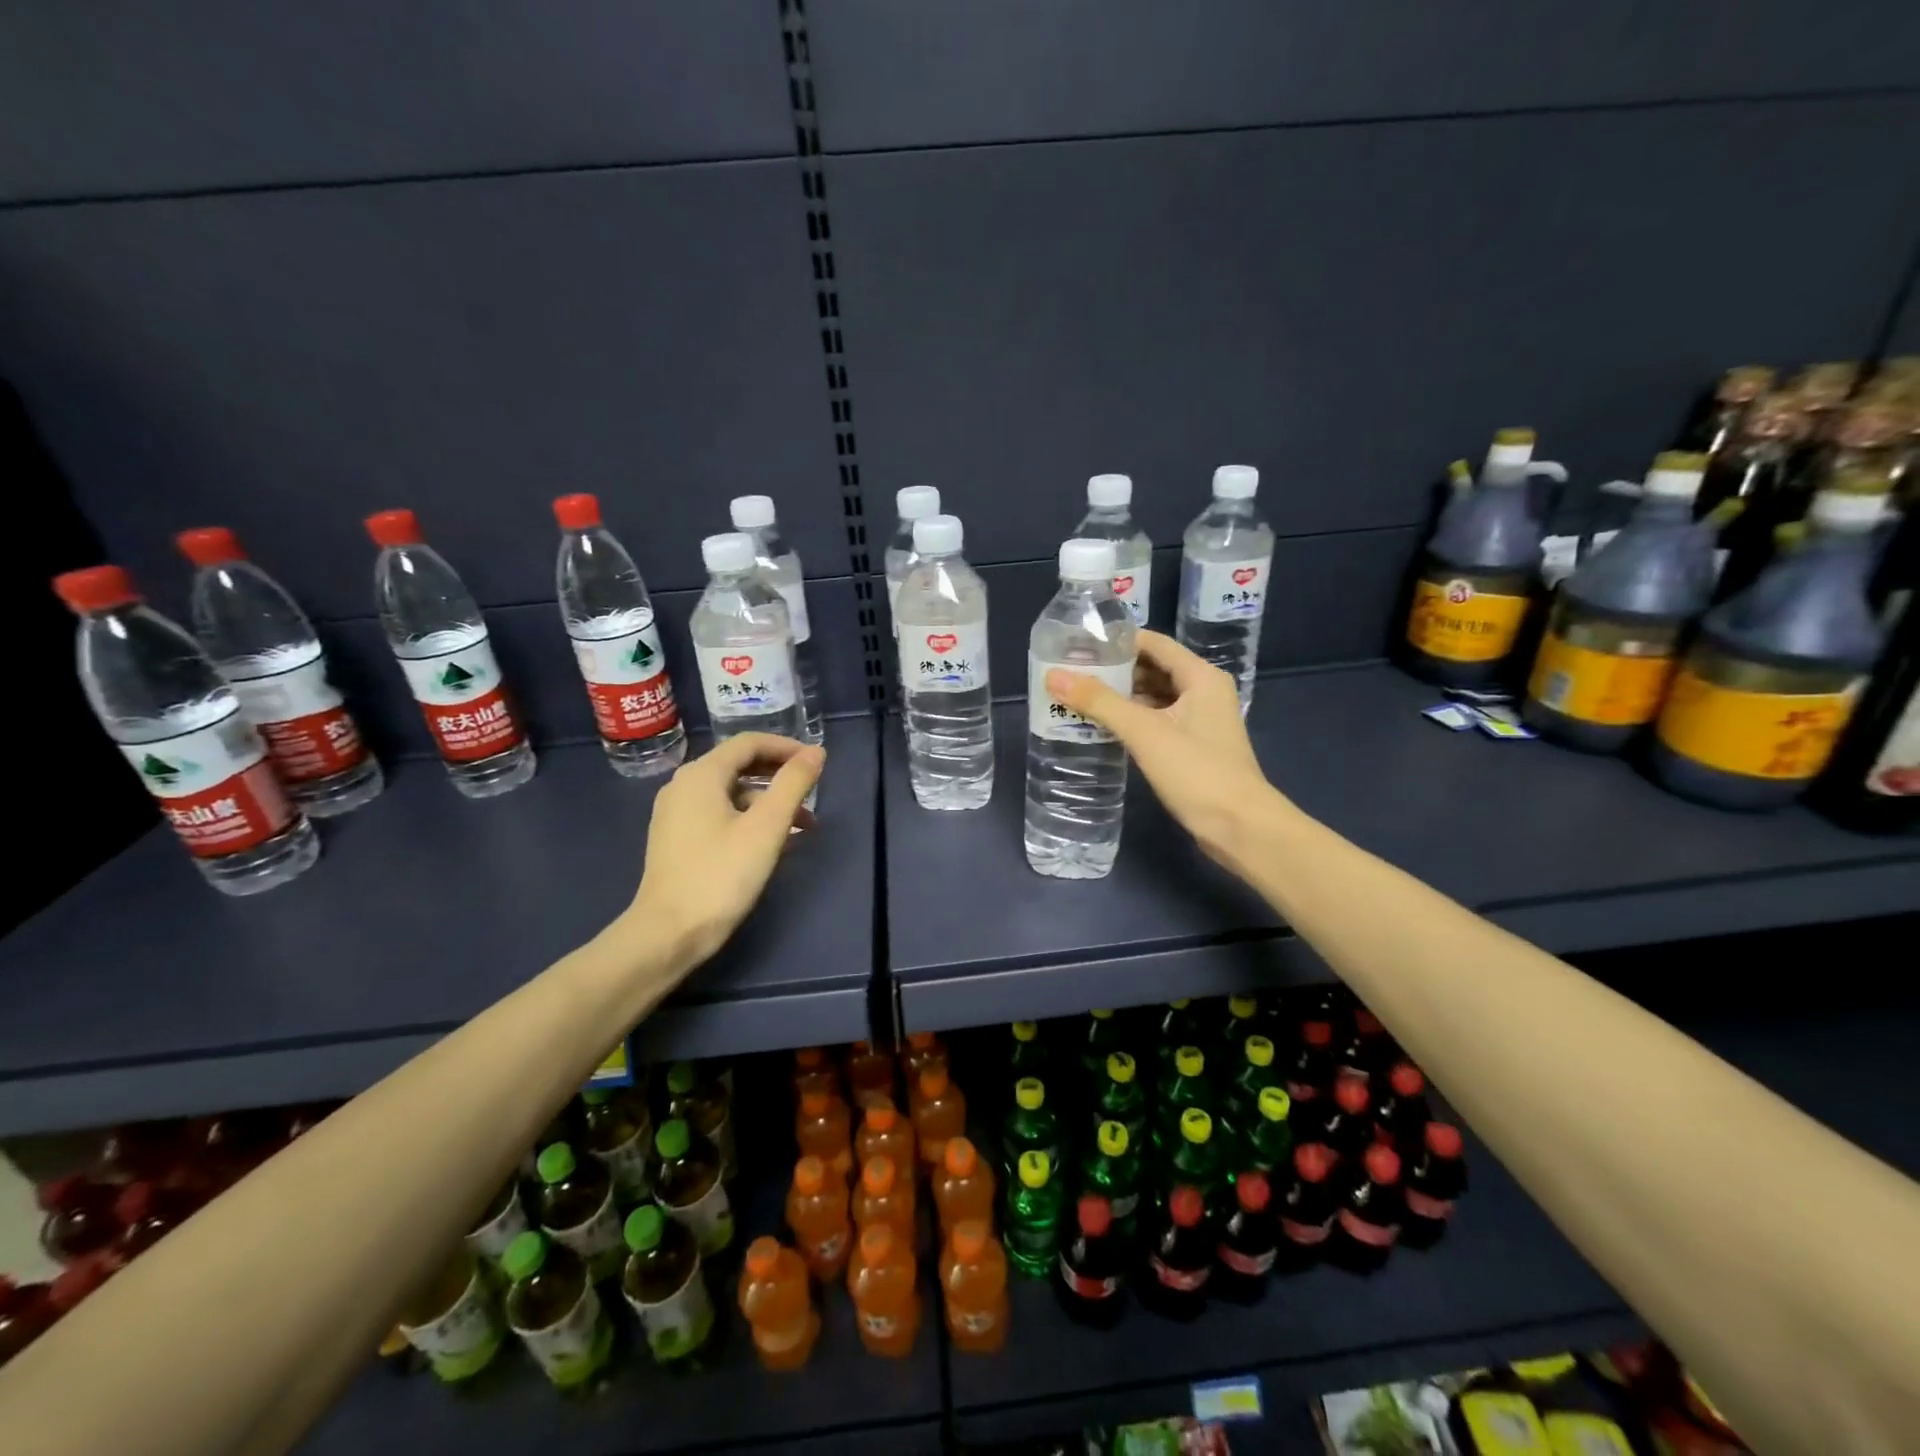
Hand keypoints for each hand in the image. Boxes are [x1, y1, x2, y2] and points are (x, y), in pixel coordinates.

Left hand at [627, 733, 825, 965]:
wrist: (668, 933)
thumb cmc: (721, 875)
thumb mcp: (767, 827)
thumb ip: (793, 784)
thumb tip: (816, 752)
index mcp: (701, 775)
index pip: (749, 743)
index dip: (786, 747)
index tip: (817, 762)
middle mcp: (683, 785)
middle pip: (738, 764)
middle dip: (779, 774)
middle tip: (813, 789)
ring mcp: (676, 813)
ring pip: (730, 791)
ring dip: (768, 799)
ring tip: (802, 824)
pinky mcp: (676, 838)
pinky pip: (719, 812)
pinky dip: (748, 816)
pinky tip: (771, 840)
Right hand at [1045, 631, 1283, 873]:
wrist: (1240, 828)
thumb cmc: (1197, 772)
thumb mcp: (1144, 732)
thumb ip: (1099, 702)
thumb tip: (1053, 675)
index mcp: (1200, 677)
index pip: (1153, 643)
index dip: (1116, 641)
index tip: (1078, 646)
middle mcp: (1203, 691)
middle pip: (1152, 668)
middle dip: (1113, 671)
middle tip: (1071, 673)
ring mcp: (1200, 721)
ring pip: (1154, 697)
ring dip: (1120, 697)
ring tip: (1078, 698)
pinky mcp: (1193, 747)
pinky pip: (1156, 721)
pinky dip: (1131, 720)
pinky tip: (1102, 728)